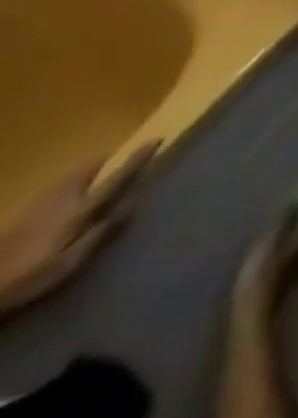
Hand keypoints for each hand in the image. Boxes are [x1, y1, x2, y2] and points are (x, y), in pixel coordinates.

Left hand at [0, 142, 157, 317]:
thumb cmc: (30, 277)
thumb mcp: (70, 262)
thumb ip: (100, 233)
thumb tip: (133, 203)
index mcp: (79, 211)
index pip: (115, 179)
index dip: (136, 159)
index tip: (155, 140)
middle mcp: (61, 201)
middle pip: (85, 171)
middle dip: (104, 160)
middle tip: (119, 157)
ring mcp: (38, 206)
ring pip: (67, 177)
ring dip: (86, 169)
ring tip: (98, 168)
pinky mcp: (22, 215)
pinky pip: (54, 187)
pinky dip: (68, 181)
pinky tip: (67, 190)